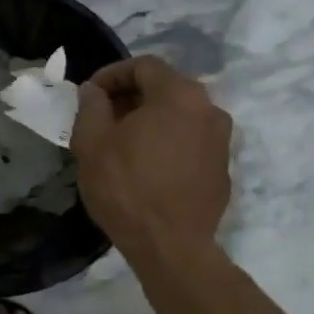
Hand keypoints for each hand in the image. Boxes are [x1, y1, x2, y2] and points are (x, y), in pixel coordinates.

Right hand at [71, 56, 232, 255]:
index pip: (144, 66)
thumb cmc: (127, 188)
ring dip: (151, 119)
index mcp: (180, 94)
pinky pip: (191, 141)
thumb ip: (91, 106)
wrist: (171, 247)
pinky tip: (147, 165)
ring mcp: (222, 140)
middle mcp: (209, 109)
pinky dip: (168, 141)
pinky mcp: (223, 168)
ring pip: (180, 115)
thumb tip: (94, 91)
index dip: (112, 74)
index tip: (90, 94)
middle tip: (103, 116)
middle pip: (166, 88)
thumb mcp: (92, 143)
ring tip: (122, 141)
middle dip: (131, 96)